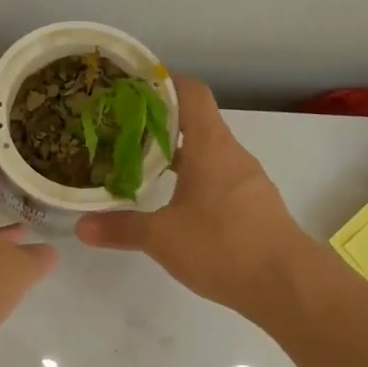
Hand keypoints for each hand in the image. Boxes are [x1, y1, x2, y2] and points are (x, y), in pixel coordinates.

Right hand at [76, 77, 310, 320]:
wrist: (286, 283)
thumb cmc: (222, 246)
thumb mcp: (162, 237)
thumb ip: (121, 228)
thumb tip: (81, 226)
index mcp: (210, 146)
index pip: (191, 92)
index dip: (163, 82)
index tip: (131, 87)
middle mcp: (231, 154)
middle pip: (196, 122)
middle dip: (160, 123)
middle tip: (121, 131)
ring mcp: (247, 181)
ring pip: (207, 153)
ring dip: (177, 155)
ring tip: (140, 165)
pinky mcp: (253, 206)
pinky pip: (218, 179)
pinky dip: (194, 180)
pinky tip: (173, 203)